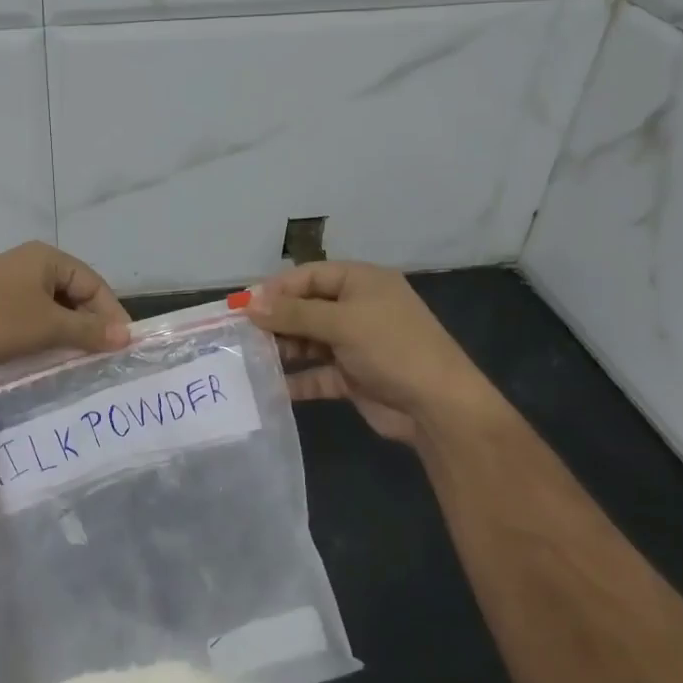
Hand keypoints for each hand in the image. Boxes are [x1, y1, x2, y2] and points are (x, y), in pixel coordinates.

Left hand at [0, 242, 131, 381]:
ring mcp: (4, 286)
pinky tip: (43, 361)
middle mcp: (26, 266)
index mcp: (45, 258)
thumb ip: (88, 330)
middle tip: (101, 358)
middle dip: (88, 325)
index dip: (111, 314)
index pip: (94, 284)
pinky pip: (26, 321)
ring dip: (64, 335)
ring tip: (77, 364)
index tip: (122, 347)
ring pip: (48, 311)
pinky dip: (40, 338)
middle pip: (72, 295)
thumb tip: (126, 336)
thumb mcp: (48, 326)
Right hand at [245, 261, 497, 447]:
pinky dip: (297, 379)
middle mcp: (358, 308)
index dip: (277, 289)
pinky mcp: (353, 376)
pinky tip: (272, 387)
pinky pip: (317, 373)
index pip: (310, 275)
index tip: (244, 307)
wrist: (439, 407)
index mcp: (362, 282)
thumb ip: (293, 313)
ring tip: (252, 360)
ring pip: (309, 340)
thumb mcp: (342, 322)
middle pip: (306, 307)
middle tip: (243, 335)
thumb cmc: (392, 348)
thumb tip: (249, 304)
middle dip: (276, 320)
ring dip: (283, 349)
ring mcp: (356, 344)